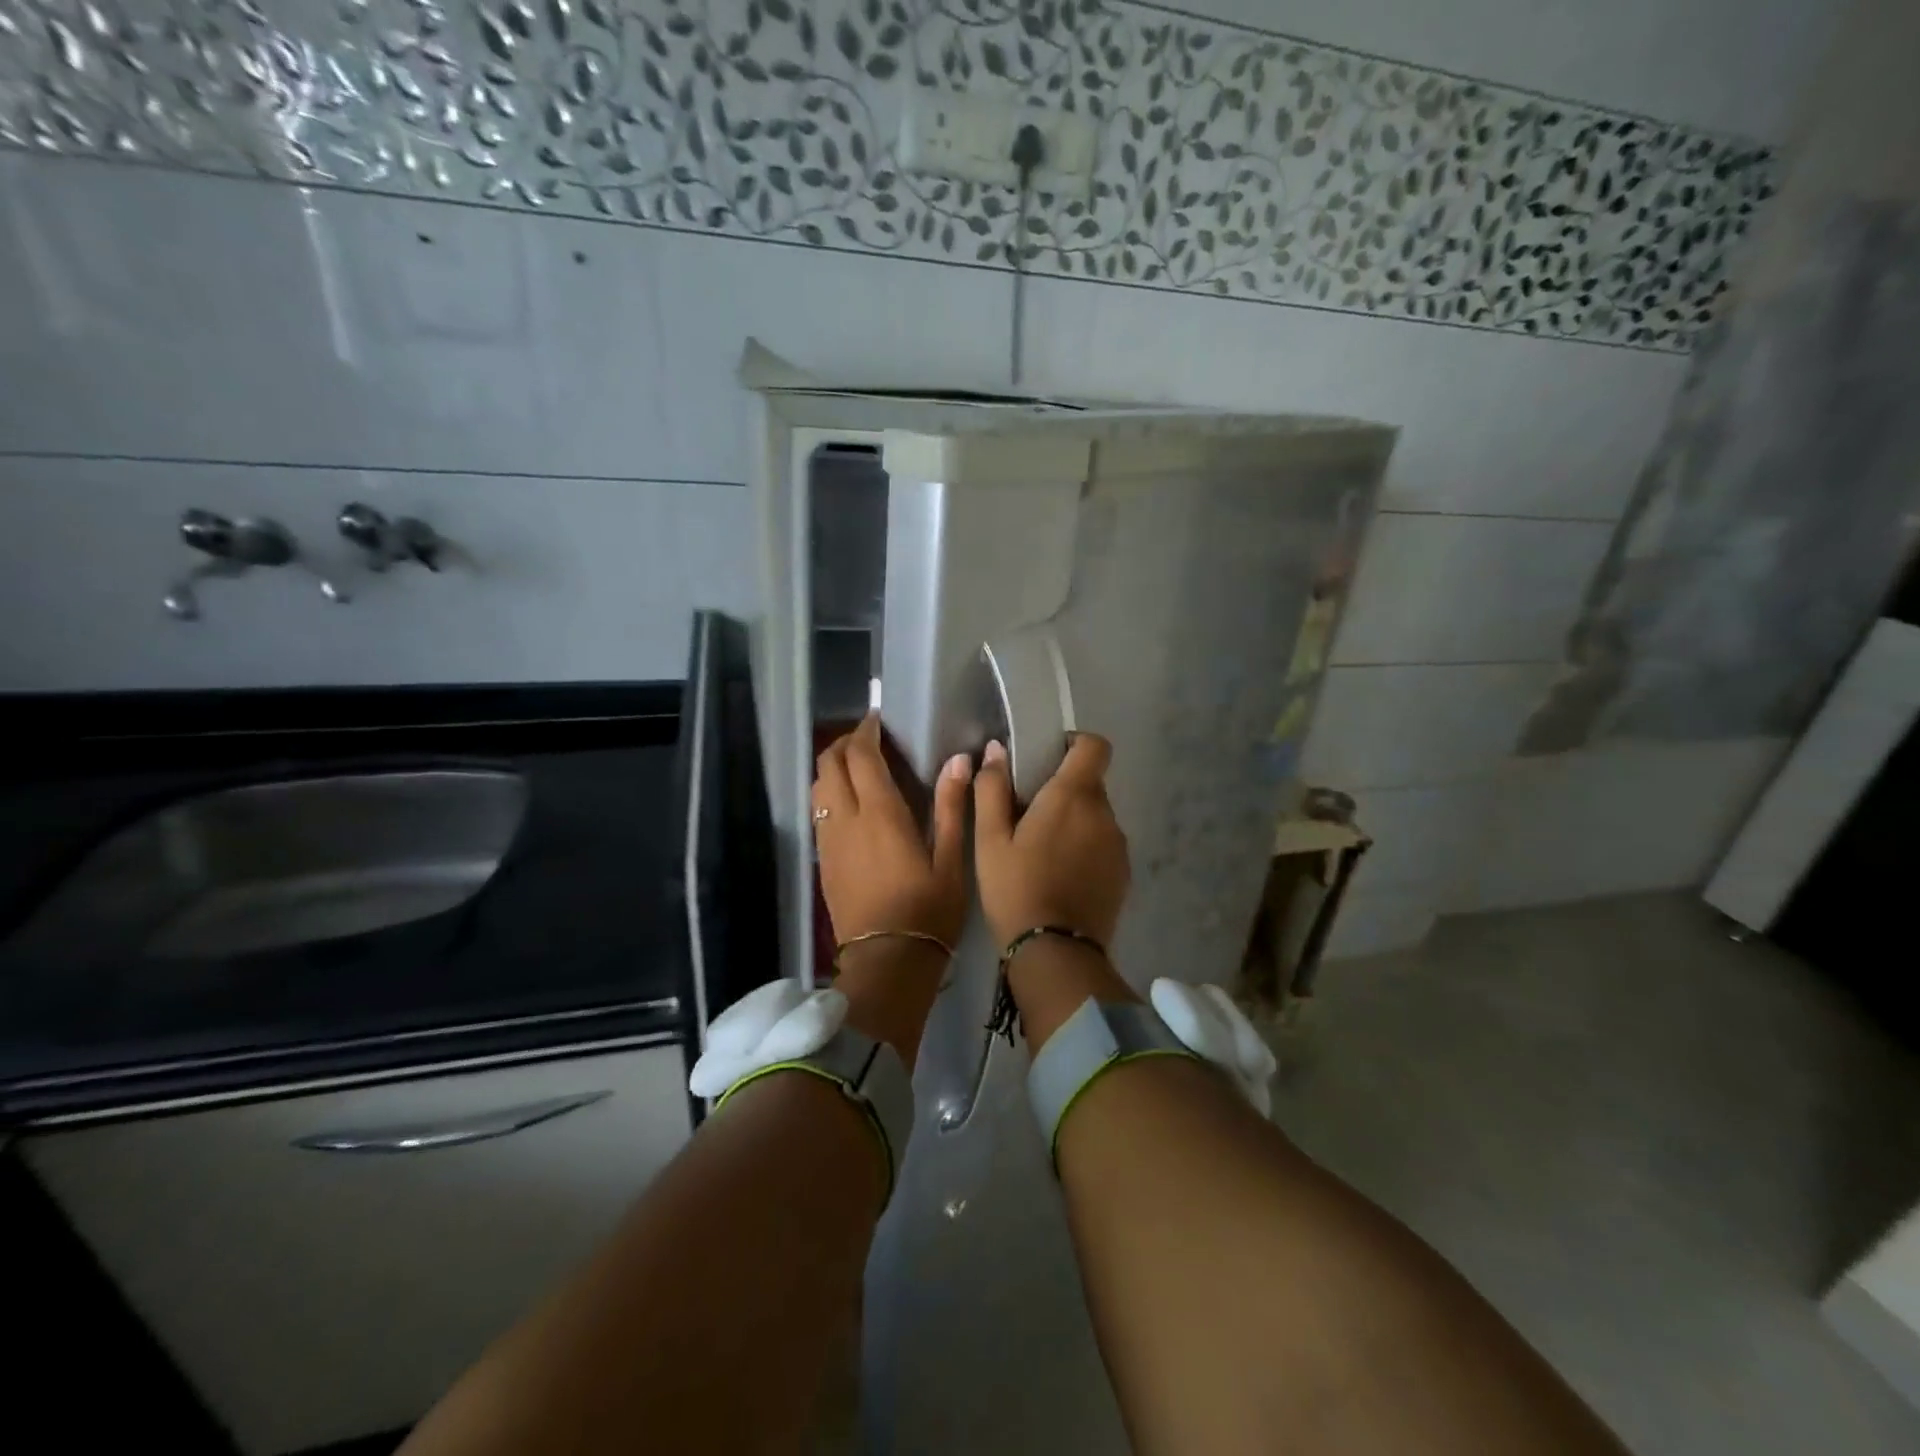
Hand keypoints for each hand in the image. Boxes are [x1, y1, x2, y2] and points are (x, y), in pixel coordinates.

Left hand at [812, 712, 971, 950]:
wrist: (887, 962)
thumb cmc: (927, 910)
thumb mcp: (951, 859)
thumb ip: (952, 806)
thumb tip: (959, 760)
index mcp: (880, 813)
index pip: (860, 755)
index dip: (865, 731)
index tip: (879, 720)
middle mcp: (846, 819)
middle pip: (828, 764)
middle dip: (844, 743)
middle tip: (870, 740)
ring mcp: (828, 841)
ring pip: (818, 787)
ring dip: (833, 767)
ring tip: (861, 768)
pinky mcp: (823, 860)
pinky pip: (818, 812)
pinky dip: (830, 793)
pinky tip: (853, 805)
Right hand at [973, 734, 1129, 948]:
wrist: (1055, 952)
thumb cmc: (1015, 888)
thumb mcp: (990, 839)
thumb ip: (992, 788)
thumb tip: (996, 750)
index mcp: (1073, 796)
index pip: (1095, 746)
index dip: (1074, 743)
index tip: (1049, 758)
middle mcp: (1104, 814)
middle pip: (1091, 783)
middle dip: (1064, 789)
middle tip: (1029, 814)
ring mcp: (1118, 845)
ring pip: (1096, 816)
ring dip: (1075, 821)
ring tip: (1043, 851)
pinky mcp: (1123, 874)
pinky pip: (1103, 845)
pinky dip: (1085, 848)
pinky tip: (1061, 875)